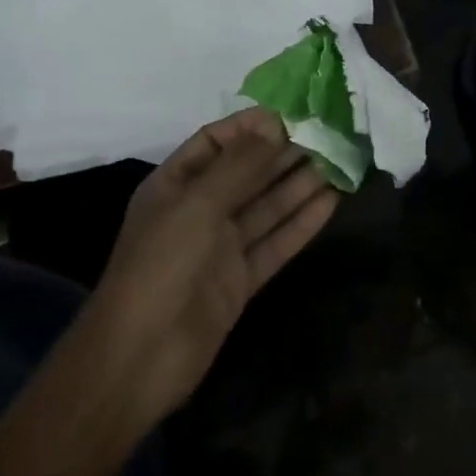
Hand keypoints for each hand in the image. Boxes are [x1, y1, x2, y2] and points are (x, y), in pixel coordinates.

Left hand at [81, 107, 337, 438]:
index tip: (291, 115)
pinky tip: (331, 203)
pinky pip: (275, 243)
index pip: (215, 142)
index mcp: (175, 185)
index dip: (251, 127)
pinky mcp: (239, 280)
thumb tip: (274, 126)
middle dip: (283, 154)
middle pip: (247, 173)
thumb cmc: (160, 265)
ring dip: (299, 185)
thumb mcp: (197, 204)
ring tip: (337, 163)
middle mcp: (198, 210)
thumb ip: (239, 165)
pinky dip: (301, 223)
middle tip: (326, 136)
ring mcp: (220, 247)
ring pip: (266, 206)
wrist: (138, 360)